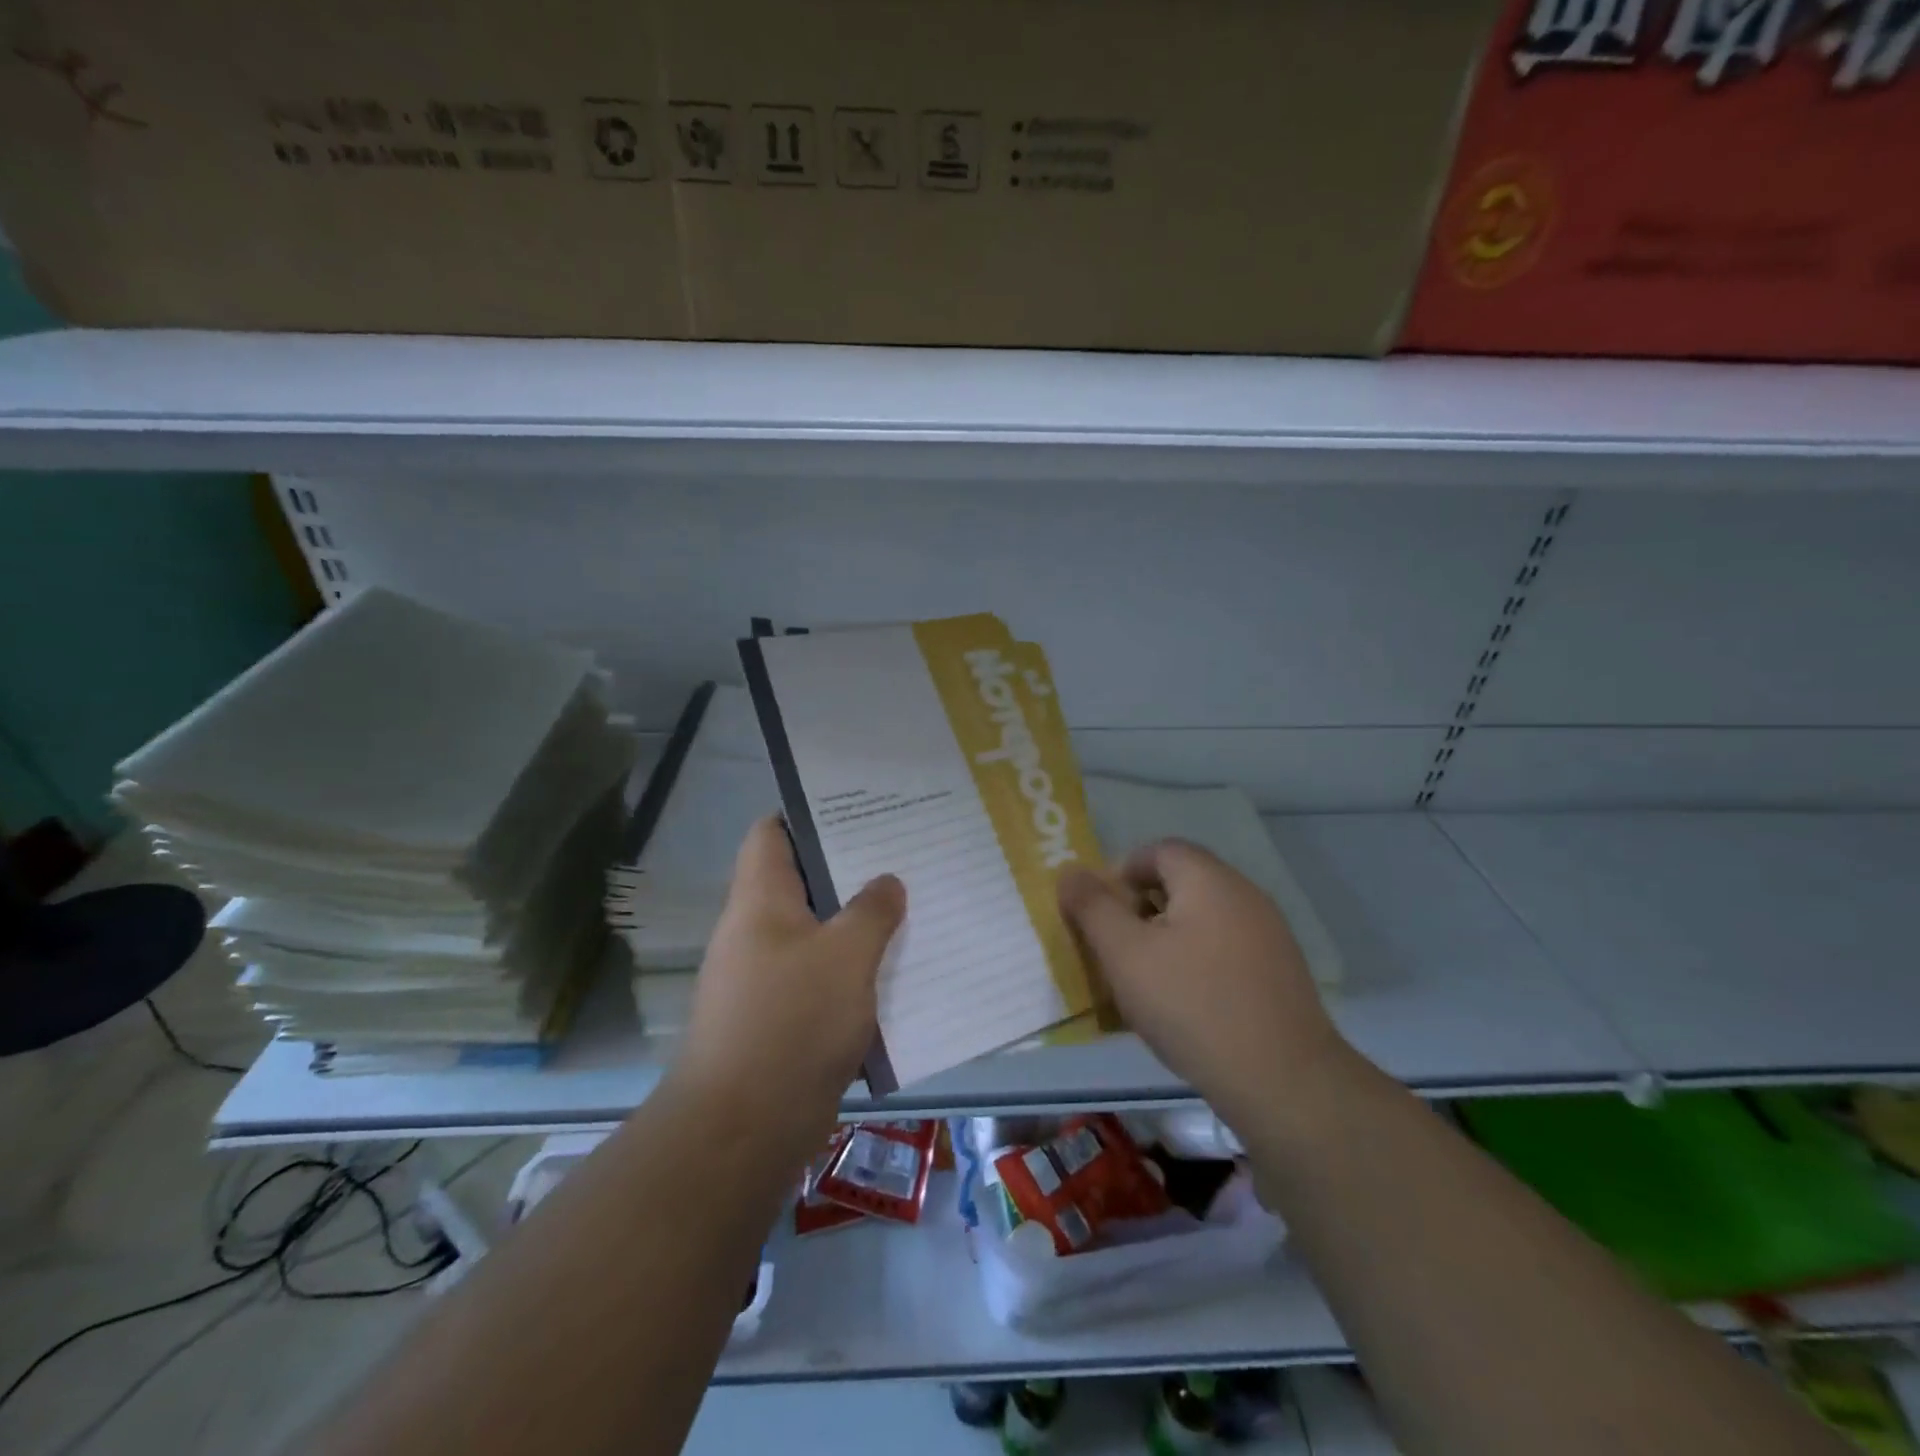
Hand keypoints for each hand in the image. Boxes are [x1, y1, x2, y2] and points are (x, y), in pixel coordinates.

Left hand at [675, 816, 904, 1143]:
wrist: (744, 1130)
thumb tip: (887, 882)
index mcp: (760, 900)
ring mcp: (766, 978)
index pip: (771, 834)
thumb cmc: (792, 1022)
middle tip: (903, 857)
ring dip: (858, 924)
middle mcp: (756, 931)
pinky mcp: (782, 1020)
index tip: (859, 811)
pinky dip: (854, 971)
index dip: (808, 816)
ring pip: (818, 933)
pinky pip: (822, 979)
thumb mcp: (845, 955)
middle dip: (850, 870)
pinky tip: (897, 971)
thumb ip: (872, 911)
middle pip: (802, 882)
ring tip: (911, 907)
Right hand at [1058, 840, 1348, 1130]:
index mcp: (1209, 879)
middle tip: (1118, 947)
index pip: (1159, 850)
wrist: (1282, 1081)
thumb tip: (1070, 872)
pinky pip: (1227, 948)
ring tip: (1146, 979)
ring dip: (1169, 936)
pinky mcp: (1281, 972)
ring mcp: (1269, 934)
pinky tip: (1187, 1003)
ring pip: (1204, 918)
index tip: (1102, 913)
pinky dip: (1198, 960)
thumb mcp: (1125, 954)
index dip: (1122, 872)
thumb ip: (1093, 908)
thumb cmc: (1192, 1005)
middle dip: (1142, 907)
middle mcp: (1245, 894)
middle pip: (1183, 882)